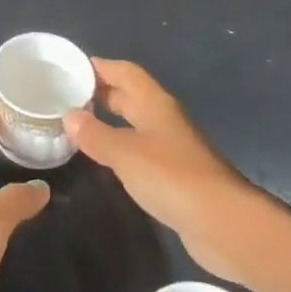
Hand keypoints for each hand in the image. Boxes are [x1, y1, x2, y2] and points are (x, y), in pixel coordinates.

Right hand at [64, 58, 254, 279]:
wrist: (224, 224)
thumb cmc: (173, 178)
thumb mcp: (125, 153)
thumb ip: (95, 134)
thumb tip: (69, 116)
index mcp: (155, 104)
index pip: (125, 72)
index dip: (100, 67)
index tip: (70, 68)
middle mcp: (164, 120)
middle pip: (130, 96)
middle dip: (101, 93)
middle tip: (66, 97)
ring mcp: (172, 148)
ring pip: (135, 124)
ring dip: (109, 121)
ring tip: (78, 127)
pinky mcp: (174, 176)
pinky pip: (140, 151)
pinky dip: (120, 149)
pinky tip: (105, 160)